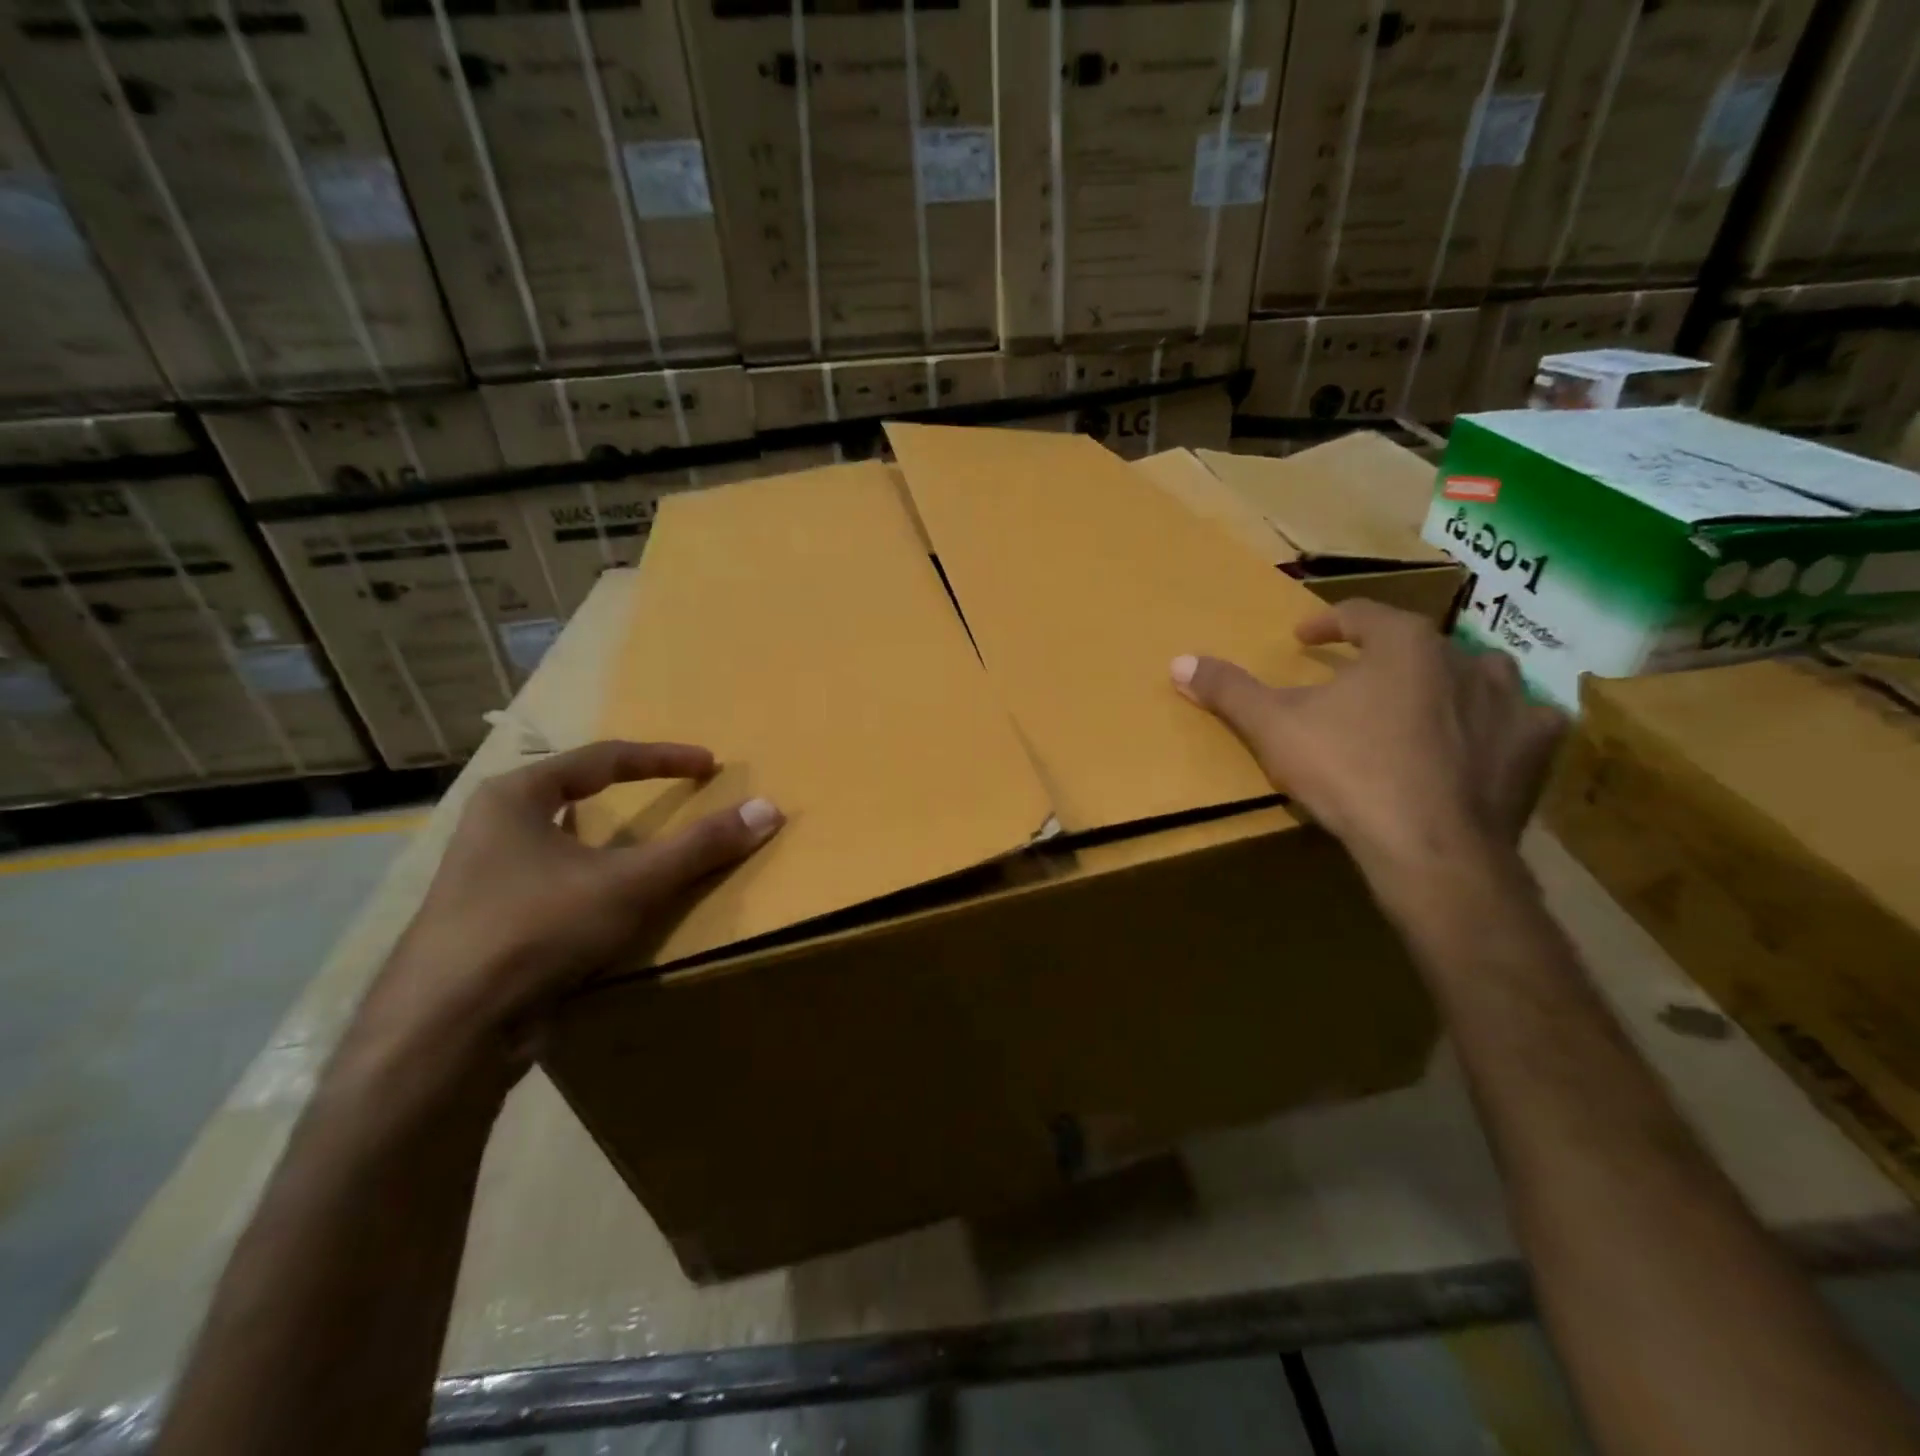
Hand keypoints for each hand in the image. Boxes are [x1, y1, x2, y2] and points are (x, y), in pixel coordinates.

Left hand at [346, 741, 782, 1090]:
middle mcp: (491, 829)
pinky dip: (590, 885)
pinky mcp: (485, 928)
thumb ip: (700, 846)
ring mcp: (481, 881)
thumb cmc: (535, 928)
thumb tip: (769, 809)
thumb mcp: (631, 882)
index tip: (709, 765)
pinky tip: (610, 908)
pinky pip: (553, 889)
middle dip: (625, 793)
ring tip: (645, 849)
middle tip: (673, 796)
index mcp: (515, 798)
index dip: (663, 758)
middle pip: (573, 795)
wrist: (443, 1032)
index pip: (603, 759)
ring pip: (560, 845)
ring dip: (606, 843)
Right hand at [1171, 599, 1564, 889]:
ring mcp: (1510, 703)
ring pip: (1481, 674)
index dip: (1327, 625)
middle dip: (1386, 657)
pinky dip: (1505, 726)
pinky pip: (1527, 722)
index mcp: (1403, 645)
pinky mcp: (1535, 749)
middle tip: (1358, 681)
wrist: (1430, 849)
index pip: (1361, 615)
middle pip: (1419, 644)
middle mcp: (1465, 658)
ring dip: (1451, 683)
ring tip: (1423, 704)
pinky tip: (1486, 742)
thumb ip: (1229, 691)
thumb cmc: (1348, 773)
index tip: (1305, 640)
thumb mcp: (1274, 728)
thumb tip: (1178, 662)